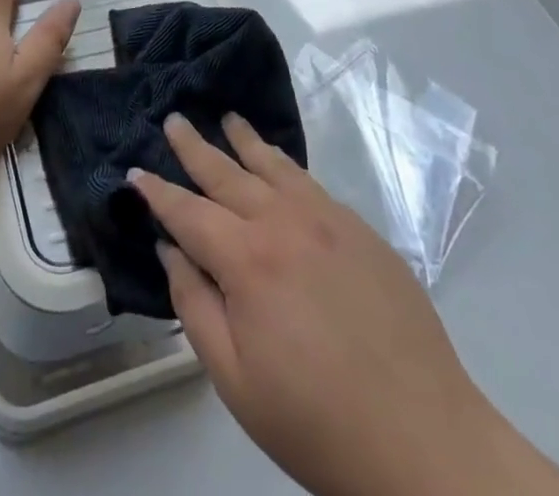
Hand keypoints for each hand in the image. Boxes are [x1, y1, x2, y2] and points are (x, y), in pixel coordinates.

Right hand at [132, 115, 558, 495]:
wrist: (424, 441)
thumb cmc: (316, 422)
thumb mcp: (235, 380)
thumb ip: (195, 306)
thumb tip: (170, 250)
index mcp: (246, 260)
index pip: (188, 212)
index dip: (157, 192)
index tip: (135, 171)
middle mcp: (283, 222)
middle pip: (226, 173)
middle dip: (194, 146)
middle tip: (173, 119)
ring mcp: (327, 220)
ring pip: (273, 165)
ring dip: (244, 140)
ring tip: (227, 119)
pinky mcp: (360, 230)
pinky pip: (310, 182)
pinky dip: (285, 164)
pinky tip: (279, 163)